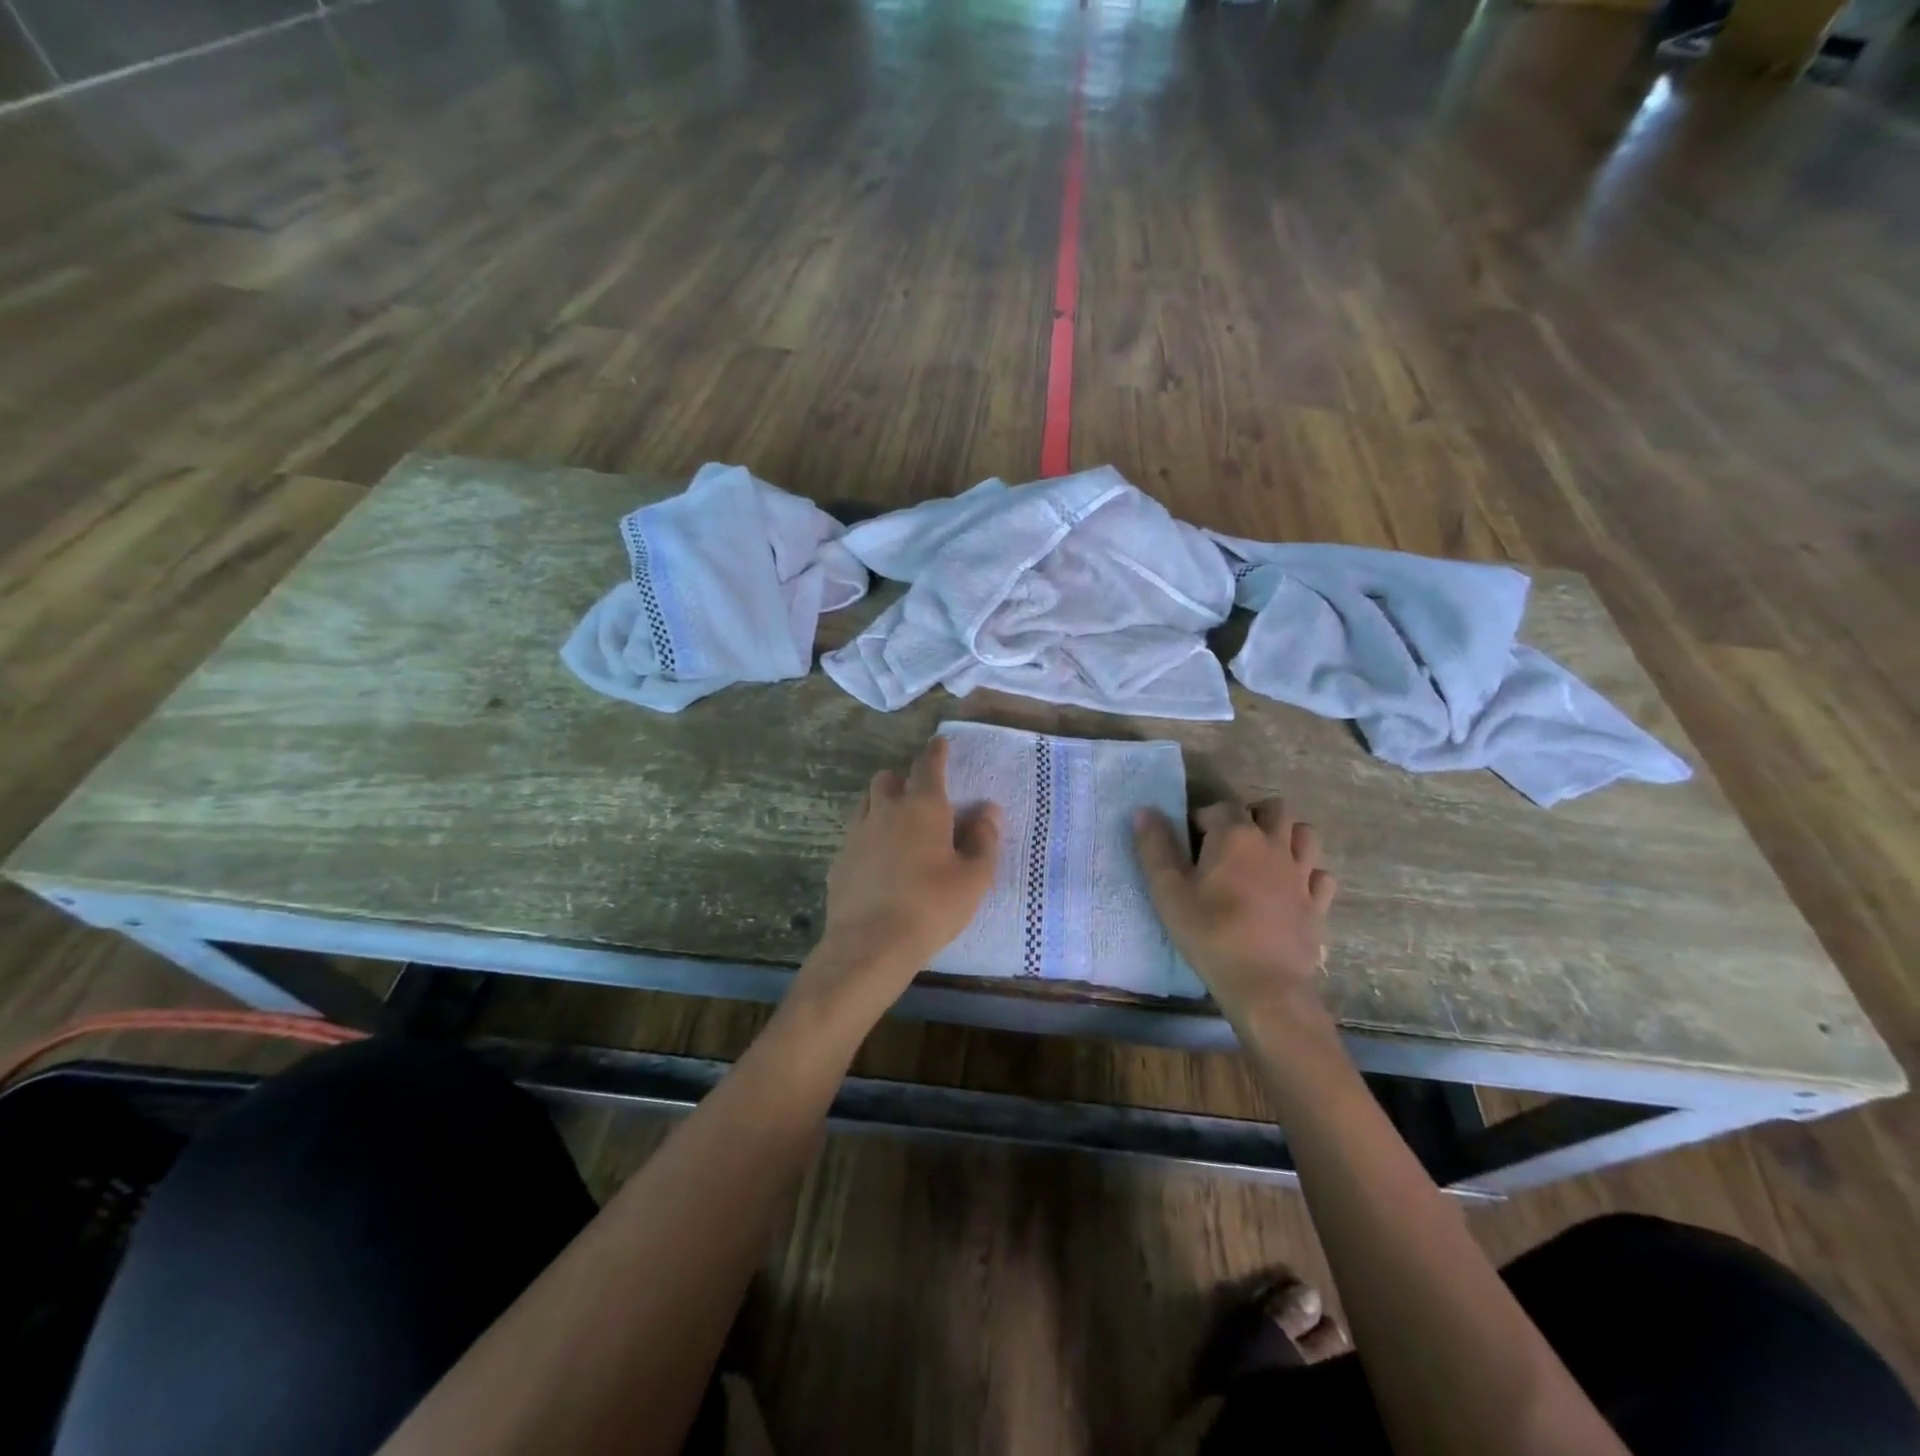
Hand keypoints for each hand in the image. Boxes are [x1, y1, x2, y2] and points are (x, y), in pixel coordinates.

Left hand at [800, 736, 1001, 1020]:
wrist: (871, 944)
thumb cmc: (932, 906)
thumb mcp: (973, 878)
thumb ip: (984, 840)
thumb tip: (988, 811)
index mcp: (922, 806)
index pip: (928, 765)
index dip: (936, 751)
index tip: (940, 743)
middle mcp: (885, 810)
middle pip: (887, 778)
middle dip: (902, 779)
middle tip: (919, 798)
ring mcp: (856, 834)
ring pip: (866, 803)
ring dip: (881, 804)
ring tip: (897, 827)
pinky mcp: (839, 860)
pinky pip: (854, 835)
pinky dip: (868, 837)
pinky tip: (878, 863)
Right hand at [1134, 799, 1336, 1025]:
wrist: (1264, 985)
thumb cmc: (1210, 933)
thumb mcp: (1168, 891)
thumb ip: (1155, 847)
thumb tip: (1145, 810)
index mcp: (1236, 835)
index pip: (1220, 806)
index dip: (1202, 818)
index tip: (1189, 843)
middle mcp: (1274, 844)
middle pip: (1273, 809)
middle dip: (1251, 815)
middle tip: (1228, 842)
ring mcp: (1301, 874)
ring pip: (1304, 834)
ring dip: (1286, 836)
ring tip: (1262, 857)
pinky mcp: (1318, 903)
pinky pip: (1320, 874)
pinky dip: (1307, 873)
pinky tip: (1290, 888)